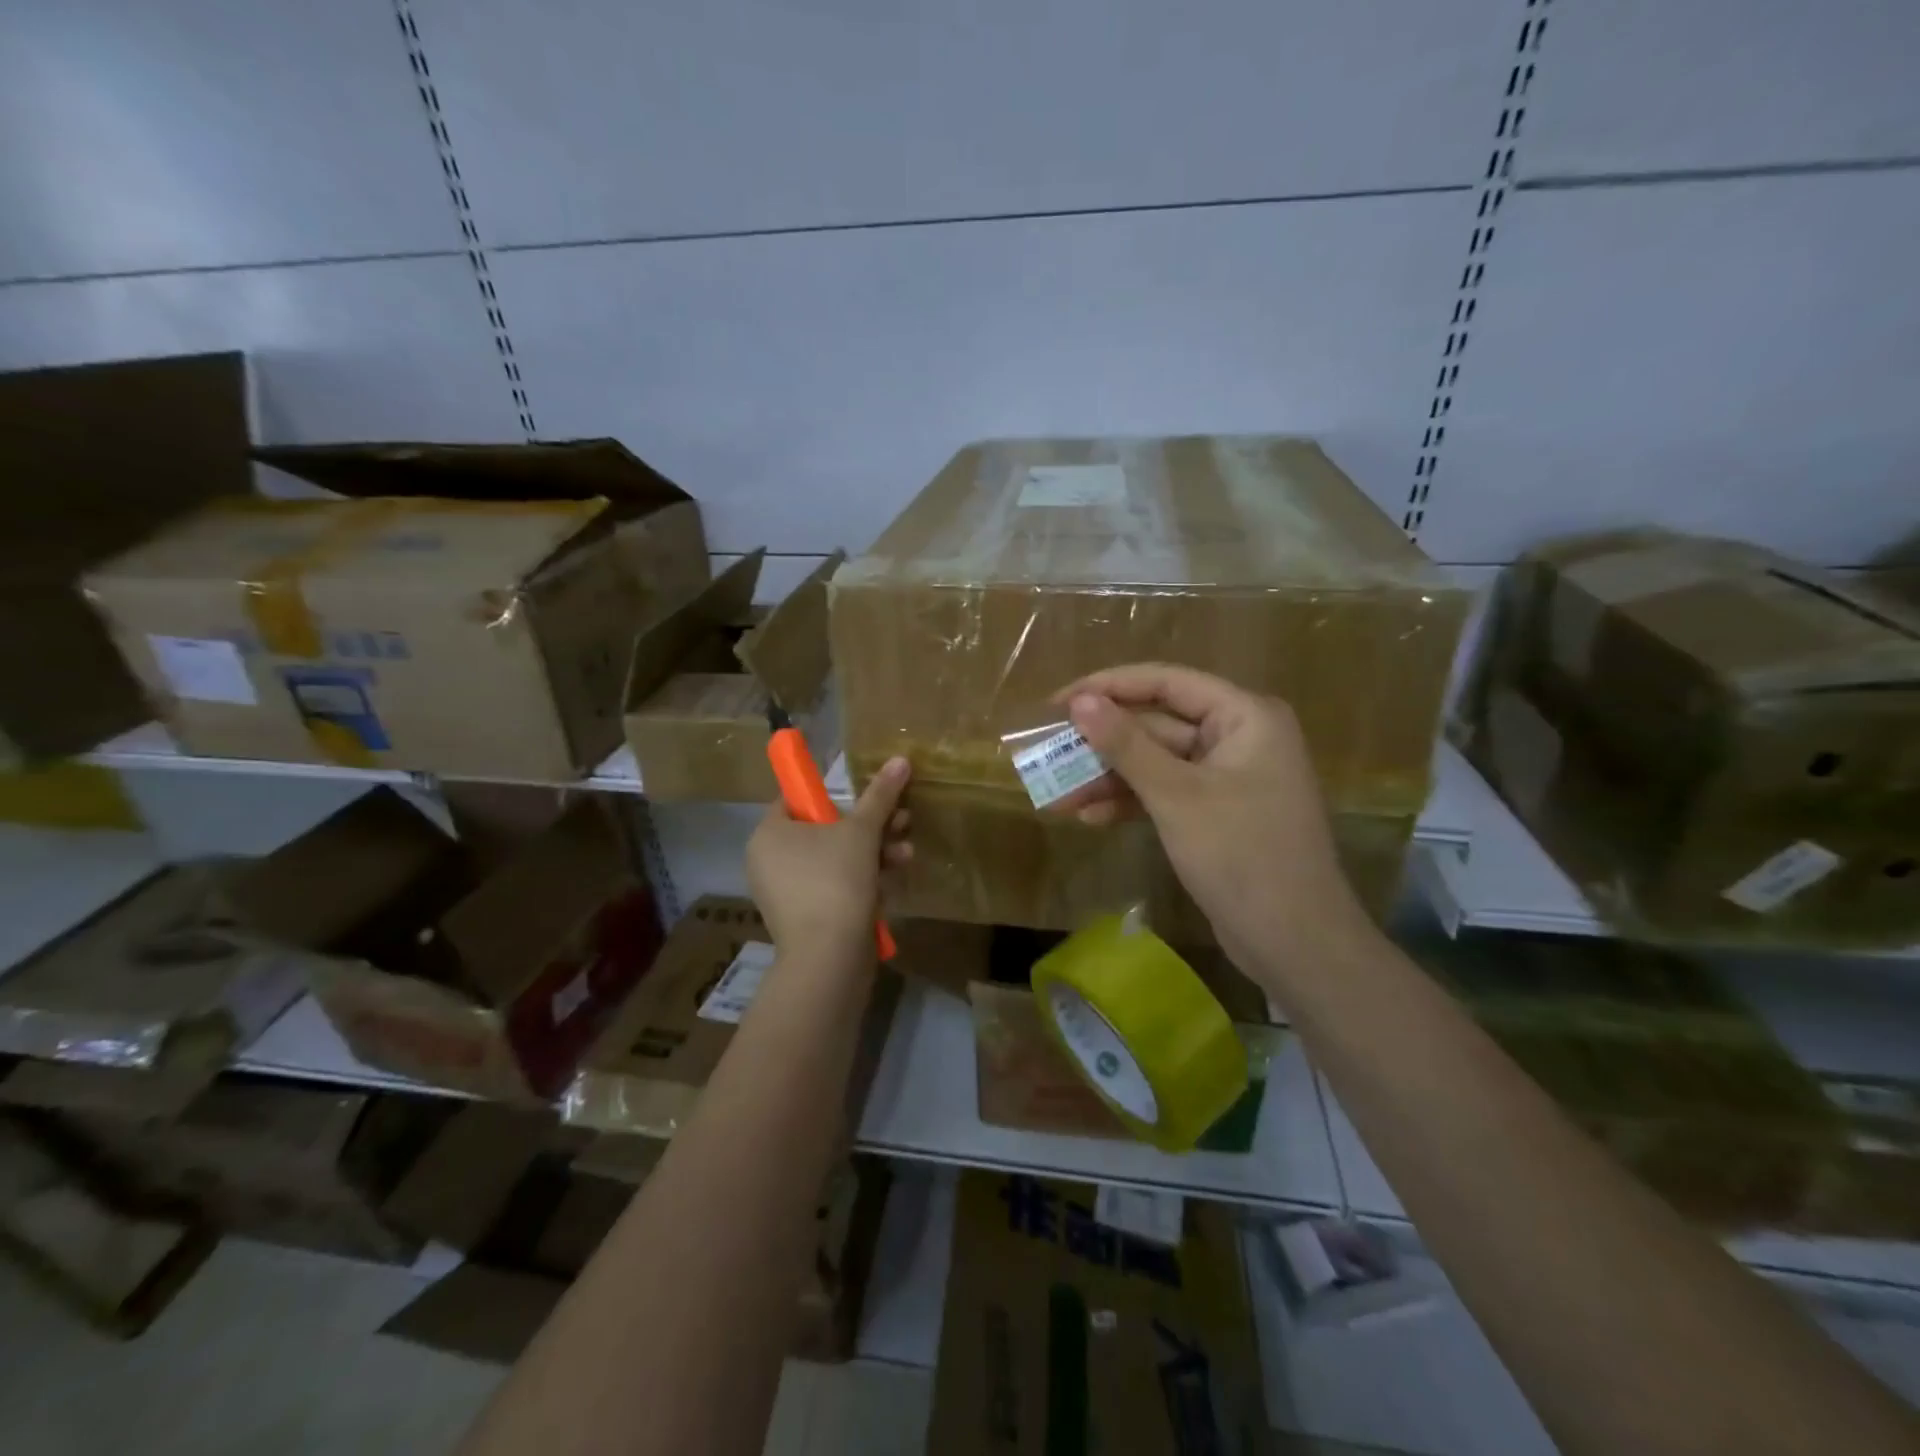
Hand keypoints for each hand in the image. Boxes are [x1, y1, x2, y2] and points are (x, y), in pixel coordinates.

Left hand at [747, 756, 911, 954]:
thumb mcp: (862, 832)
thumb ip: (880, 795)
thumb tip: (900, 759)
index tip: (869, 798)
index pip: (798, 799)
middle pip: (825, 830)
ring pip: (835, 860)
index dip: (835, 794)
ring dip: (875, 853)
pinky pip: (834, 888)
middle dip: (870, 827)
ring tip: (906, 854)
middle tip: (903, 822)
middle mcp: (770, 861)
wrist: (828, 959)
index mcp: (769, 834)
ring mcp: (786, 893)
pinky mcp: (805, 919)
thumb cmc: (835, 882)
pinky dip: (862, 882)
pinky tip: (891, 883)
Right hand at [1058, 664, 1375, 980]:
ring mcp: (1228, 777)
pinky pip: (1166, 793)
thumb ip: (1126, 745)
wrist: (1296, 944)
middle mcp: (1238, 737)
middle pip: (1157, 724)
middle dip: (1102, 744)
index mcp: (1244, 716)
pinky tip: (1090, 818)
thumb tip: (1079, 702)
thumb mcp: (1176, 796)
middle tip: (1048, 752)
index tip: (1056, 703)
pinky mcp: (1216, 813)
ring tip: (1057, 796)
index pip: (1166, 682)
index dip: (1107, 687)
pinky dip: (1131, 803)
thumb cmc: (1241, 856)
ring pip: (1156, 763)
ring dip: (1109, 778)